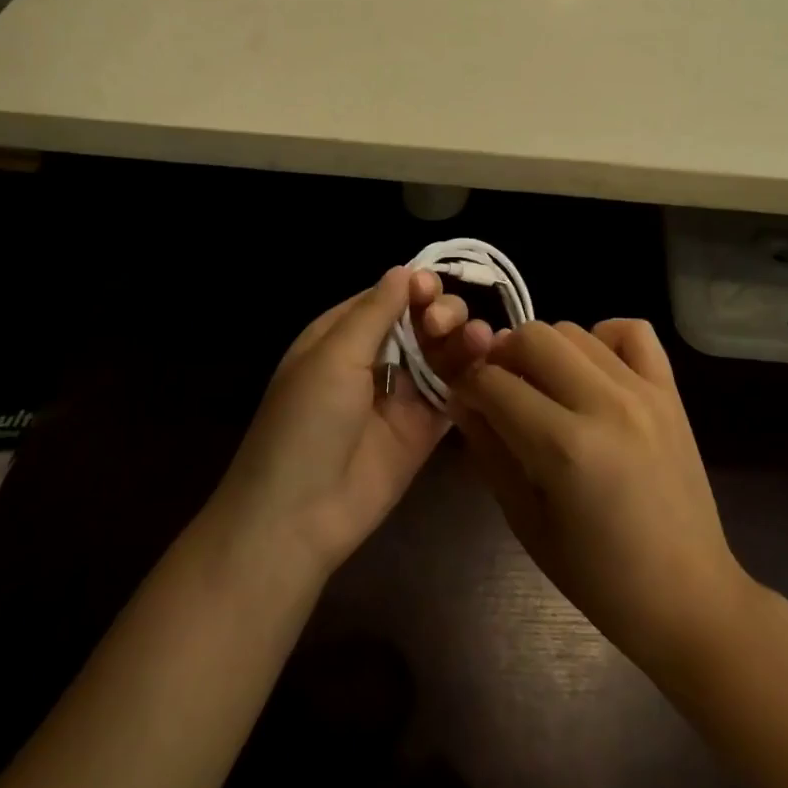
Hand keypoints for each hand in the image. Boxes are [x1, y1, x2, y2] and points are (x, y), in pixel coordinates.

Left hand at [211, 267, 492, 577]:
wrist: (299, 516)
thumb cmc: (305, 423)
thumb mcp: (333, 357)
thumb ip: (374, 313)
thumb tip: (405, 271)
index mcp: (342, 335)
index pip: (387, 297)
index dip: (414, 288)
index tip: (432, 289)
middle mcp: (375, 359)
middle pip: (420, 321)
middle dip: (439, 313)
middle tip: (441, 326)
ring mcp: (402, 395)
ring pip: (442, 353)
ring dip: (462, 339)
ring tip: (478, 339)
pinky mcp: (425, 429)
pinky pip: (455, 393)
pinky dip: (473, 375)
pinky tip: (489, 360)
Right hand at [449, 320, 751, 672]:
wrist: (687, 595)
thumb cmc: (598, 576)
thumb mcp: (525, 521)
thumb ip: (489, 451)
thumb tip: (460, 398)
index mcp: (564, 447)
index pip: (494, 383)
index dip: (468, 385)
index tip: (464, 398)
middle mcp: (604, 404)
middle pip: (532, 337)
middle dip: (502, 357)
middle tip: (499, 388)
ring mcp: (643, 392)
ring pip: (574, 330)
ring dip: (546, 350)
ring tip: (545, 386)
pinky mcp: (670, 391)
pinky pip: (633, 331)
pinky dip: (604, 337)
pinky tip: (593, 371)